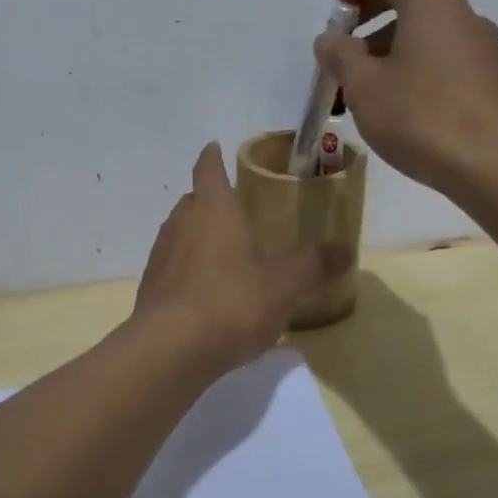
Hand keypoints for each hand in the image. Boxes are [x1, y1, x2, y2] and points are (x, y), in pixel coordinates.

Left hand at [134, 142, 351, 370]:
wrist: (170, 350)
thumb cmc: (231, 301)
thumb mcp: (284, 284)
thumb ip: (315, 265)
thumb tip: (346, 248)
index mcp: (214, 208)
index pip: (208, 168)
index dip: (212, 157)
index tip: (214, 147)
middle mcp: (182, 221)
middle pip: (194, 200)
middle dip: (211, 200)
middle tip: (236, 209)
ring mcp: (161, 253)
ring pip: (181, 232)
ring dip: (199, 235)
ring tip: (225, 252)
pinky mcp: (151, 285)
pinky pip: (173, 264)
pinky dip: (188, 267)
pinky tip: (207, 291)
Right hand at [313, 0, 497, 195]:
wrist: (494, 165)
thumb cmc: (420, 115)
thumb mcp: (363, 85)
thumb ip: (341, 55)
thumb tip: (329, 39)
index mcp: (432, 3)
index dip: (361, 2)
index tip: (341, 33)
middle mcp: (466, 16)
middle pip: (412, 15)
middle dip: (375, 40)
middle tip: (350, 76)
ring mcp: (488, 50)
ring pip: (431, 45)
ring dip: (399, 64)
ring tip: (377, 105)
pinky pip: (452, 70)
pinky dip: (426, 82)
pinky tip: (412, 120)